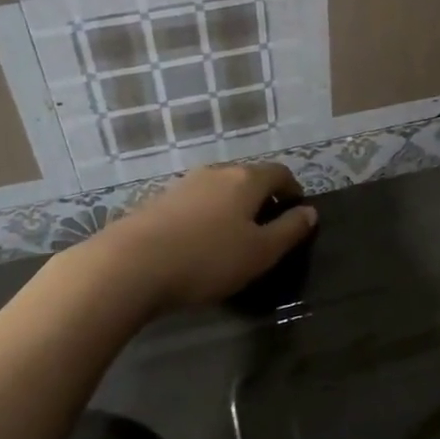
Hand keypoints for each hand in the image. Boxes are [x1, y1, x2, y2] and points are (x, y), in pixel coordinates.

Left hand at [101, 162, 316, 310]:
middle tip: (268, 229)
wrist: (129, 265)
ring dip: (232, 207)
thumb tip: (310, 212)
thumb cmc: (207, 259)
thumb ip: (290, 231)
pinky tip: (199, 243)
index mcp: (246, 180)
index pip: (280, 173)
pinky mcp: (157, 201)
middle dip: (263, 199)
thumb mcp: (260, 252)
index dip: (293, 190)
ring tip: (233, 238)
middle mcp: (216, 172)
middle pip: (248, 178)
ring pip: (219, 190)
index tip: (298, 212)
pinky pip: (195, 203)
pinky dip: (207, 216)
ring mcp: (183, 184)